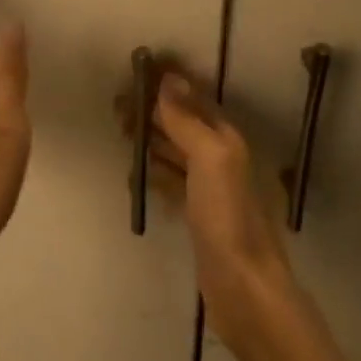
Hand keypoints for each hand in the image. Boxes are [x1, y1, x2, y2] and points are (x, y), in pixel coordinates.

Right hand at [143, 71, 294, 344]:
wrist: (243, 287)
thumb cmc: (227, 217)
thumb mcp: (210, 159)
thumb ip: (188, 120)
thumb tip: (169, 79)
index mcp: (226, 140)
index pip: (194, 99)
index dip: (168, 85)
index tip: (135, 74)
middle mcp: (220, 158)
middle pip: (182, 124)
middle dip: (153, 111)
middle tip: (117, 107)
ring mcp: (209, 188)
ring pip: (175, 152)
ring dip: (150, 139)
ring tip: (121, 133)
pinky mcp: (197, 215)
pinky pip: (171, 182)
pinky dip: (153, 173)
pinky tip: (135, 175)